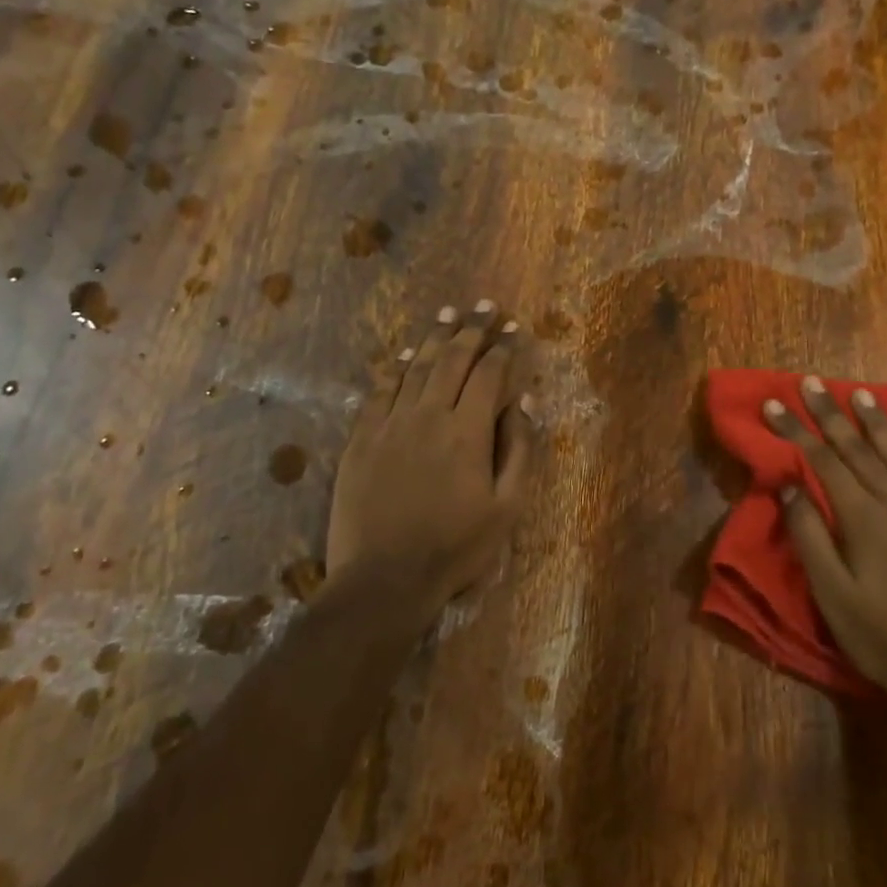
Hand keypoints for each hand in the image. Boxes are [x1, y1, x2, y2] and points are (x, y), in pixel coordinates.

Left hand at [326, 303, 532, 604]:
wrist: (384, 580)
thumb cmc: (456, 549)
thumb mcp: (507, 508)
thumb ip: (520, 450)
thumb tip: (525, 401)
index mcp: (467, 431)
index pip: (489, 374)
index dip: (504, 348)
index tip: (514, 327)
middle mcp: (428, 415)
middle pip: (452, 360)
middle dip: (472, 330)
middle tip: (485, 306)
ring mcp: (389, 425)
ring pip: (416, 368)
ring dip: (436, 338)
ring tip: (448, 314)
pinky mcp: (361, 440)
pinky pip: (380, 392)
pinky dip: (397, 369)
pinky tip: (407, 357)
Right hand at [763, 377, 886, 720]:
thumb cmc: (881, 637)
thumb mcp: (831, 594)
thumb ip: (810, 536)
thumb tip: (789, 487)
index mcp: (862, 519)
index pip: (822, 461)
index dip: (796, 430)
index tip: (774, 403)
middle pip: (858, 450)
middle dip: (830, 414)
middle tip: (811, 382)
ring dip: (878, 424)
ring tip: (861, 393)